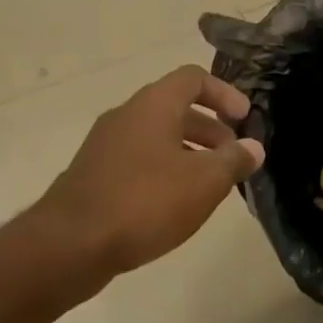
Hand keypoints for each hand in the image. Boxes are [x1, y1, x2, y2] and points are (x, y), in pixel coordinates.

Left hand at [34, 65, 264, 275]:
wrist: (69, 245)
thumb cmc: (144, 202)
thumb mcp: (203, 182)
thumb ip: (233, 160)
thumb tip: (253, 147)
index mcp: (154, 105)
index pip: (194, 78)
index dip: (225, 93)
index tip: (245, 119)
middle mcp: (127, 115)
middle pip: (176, 107)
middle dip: (211, 128)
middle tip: (233, 156)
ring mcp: (105, 144)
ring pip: (157, 135)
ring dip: (189, 151)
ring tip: (210, 184)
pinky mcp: (94, 174)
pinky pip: (139, 159)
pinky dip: (164, 169)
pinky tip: (175, 203)